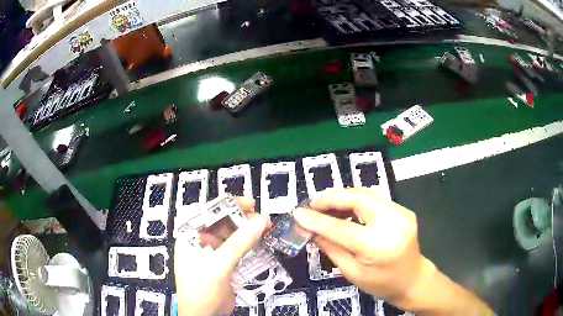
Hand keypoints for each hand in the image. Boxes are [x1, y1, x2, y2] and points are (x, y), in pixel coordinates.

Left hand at [174, 198, 268, 315]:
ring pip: (233, 236)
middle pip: (224, 223)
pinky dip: (250, 245)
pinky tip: (261, 242)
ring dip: (249, 232)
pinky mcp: (225, 264)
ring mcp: (214, 253)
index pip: (209, 213)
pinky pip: (239, 249)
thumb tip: (259, 222)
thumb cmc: (201, 290)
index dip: (229, 205)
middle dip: (243, 220)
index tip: (250, 204)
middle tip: (263, 219)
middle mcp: (201, 241)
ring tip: (266, 229)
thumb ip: (238, 244)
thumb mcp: (217, 266)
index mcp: (191, 236)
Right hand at [294, 188, 423, 304]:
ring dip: (343, 197)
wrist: (412, 279)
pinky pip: (375, 200)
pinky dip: (357, 201)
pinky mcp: (403, 210)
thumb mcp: (352, 272)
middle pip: (358, 199)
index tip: (298, 213)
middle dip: (332, 198)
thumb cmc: (381, 283)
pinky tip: (346, 209)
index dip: (317, 220)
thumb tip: (310, 229)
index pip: (341, 229)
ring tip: (325, 205)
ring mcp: (401, 213)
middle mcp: (393, 223)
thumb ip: (331, 248)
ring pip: (367, 194)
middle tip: (312, 204)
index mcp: (378, 246)